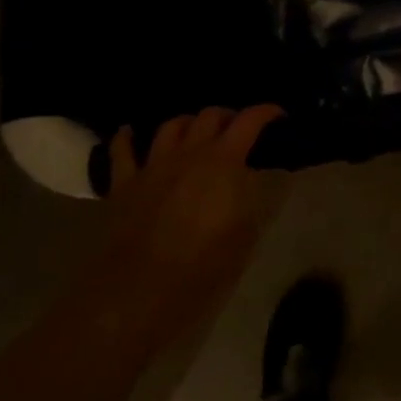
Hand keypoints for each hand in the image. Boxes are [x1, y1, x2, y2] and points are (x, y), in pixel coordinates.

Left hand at [93, 106, 284, 342]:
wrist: (140, 289)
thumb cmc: (203, 264)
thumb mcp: (246, 231)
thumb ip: (251, 195)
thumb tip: (251, 177)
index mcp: (224, 161)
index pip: (249, 121)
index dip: (267, 112)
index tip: (279, 116)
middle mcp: (189, 153)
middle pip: (209, 116)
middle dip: (228, 116)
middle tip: (239, 131)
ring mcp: (153, 166)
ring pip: (171, 126)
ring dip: (189, 123)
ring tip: (197, 132)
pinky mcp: (123, 184)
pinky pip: (122, 151)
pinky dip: (127, 138)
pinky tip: (130, 133)